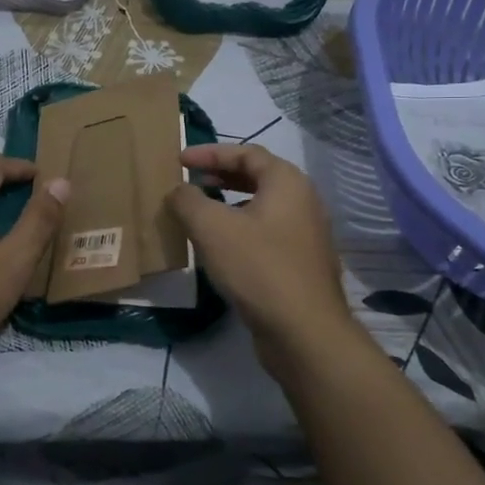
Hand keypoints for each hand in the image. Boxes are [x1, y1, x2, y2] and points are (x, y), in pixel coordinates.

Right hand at [168, 144, 354, 362]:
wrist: (304, 332)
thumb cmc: (258, 268)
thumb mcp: (212, 228)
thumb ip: (188, 201)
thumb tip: (178, 190)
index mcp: (287, 182)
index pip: (246, 153)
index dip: (210, 153)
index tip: (180, 160)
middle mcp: (303, 202)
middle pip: (257, 177)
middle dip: (220, 177)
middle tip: (190, 182)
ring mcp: (305, 235)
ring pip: (261, 208)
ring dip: (229, 205)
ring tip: (199, 215)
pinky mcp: (300, 264)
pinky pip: (266, 234)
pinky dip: (240, 230)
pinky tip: (219, 249)